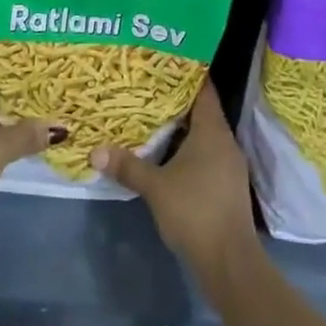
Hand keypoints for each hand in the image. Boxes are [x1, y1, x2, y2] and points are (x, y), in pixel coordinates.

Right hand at [90, 82, 258, 281]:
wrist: (230, 263)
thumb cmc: (195, 212)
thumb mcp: (155, 187)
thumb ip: (127, 166)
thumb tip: (95, 151)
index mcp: (213, 131)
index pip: (203, 89)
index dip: (186, 73)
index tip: (163, 62)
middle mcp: (225, 141)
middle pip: (202, 110)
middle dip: (176, 100)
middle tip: (147, 87)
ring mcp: (229, 165)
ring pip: (203, 134)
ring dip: (180, 127)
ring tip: (150, 117)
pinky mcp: (226, 185)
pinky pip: (206, 154)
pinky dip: (187, 148)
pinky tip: (165, 154)